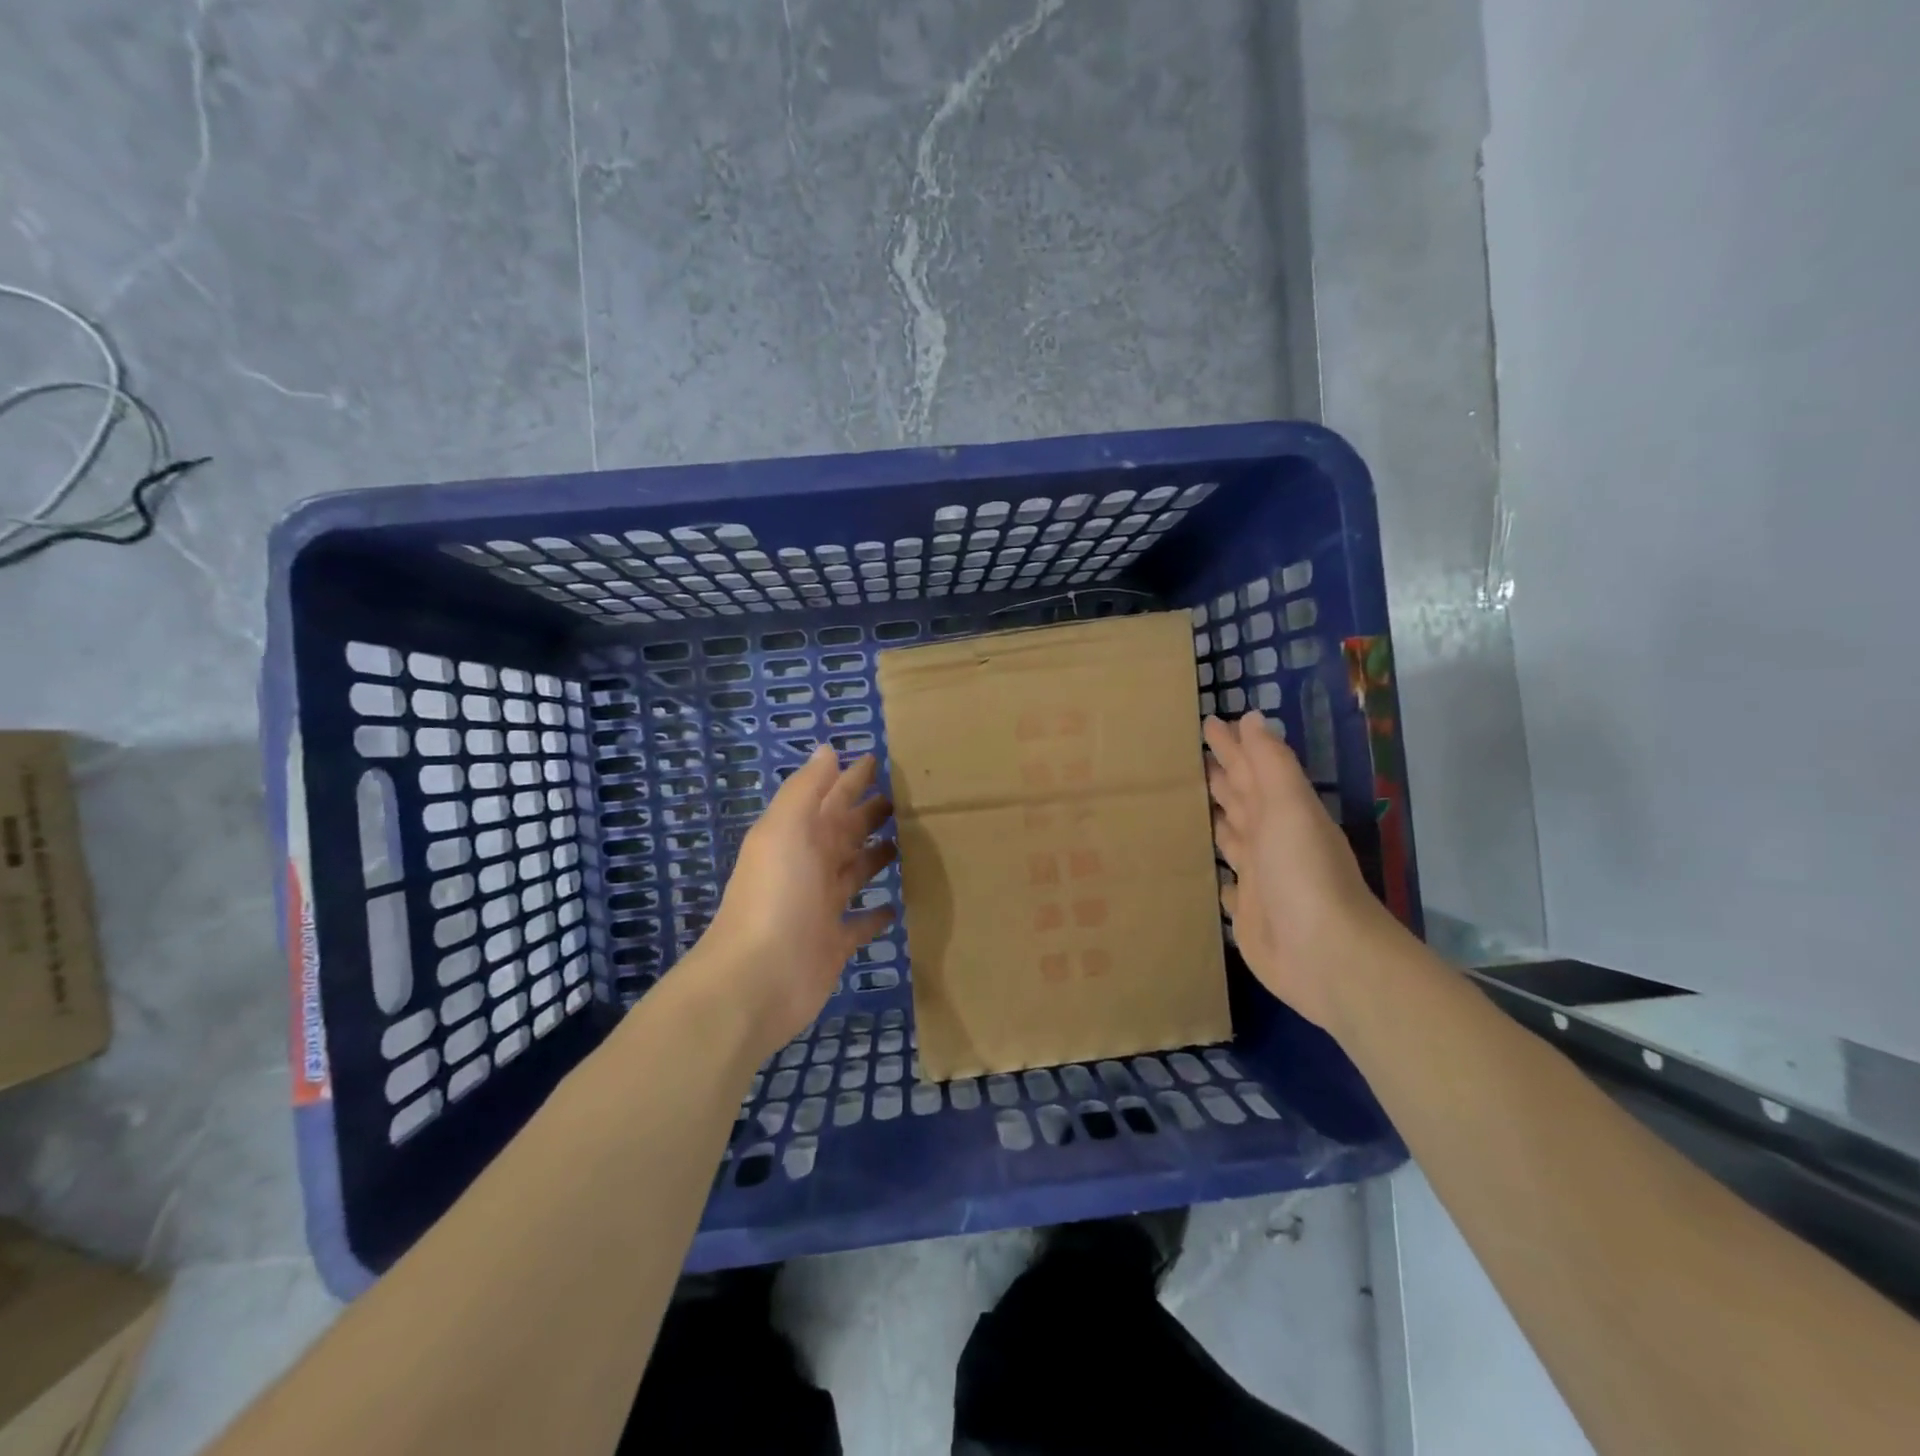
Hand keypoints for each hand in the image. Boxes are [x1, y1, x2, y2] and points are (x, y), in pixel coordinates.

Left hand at [698, 747, 895, 1056]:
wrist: (757, 979)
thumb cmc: (776, 895)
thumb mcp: (785, 829)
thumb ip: (806, 789)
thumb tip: (827, 749)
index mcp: (798, 836)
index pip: (831, 798)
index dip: (851, 779)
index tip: (879, 759)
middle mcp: (809, 867)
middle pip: (844, 833)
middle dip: (868, 814)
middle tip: (905, 798)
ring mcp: (821, 907)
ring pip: (854, 873)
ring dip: (874, 857)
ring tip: (906, 842)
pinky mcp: (835, 944)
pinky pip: (861, 924)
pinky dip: (876, 914)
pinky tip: (898, 906)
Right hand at [1203, 712, 1402, 1032]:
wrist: (1325, 956)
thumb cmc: (1303, 873)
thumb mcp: (1289, 807)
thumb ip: (1270, 764)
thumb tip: (1251, 718)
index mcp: (1282, 812)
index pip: (1250, 769)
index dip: (1232, 746)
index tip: (1209, 721)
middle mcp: (1271, 840)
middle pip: (1242, 799)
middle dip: (1222, 775)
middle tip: (1192, 755)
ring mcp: (1260, 877)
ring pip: (1233, 837)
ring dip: (1217, 817)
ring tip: (1190, 800)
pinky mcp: (1248, 913)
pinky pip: (1227, 883)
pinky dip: (1217, 871)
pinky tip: (1205, 869)